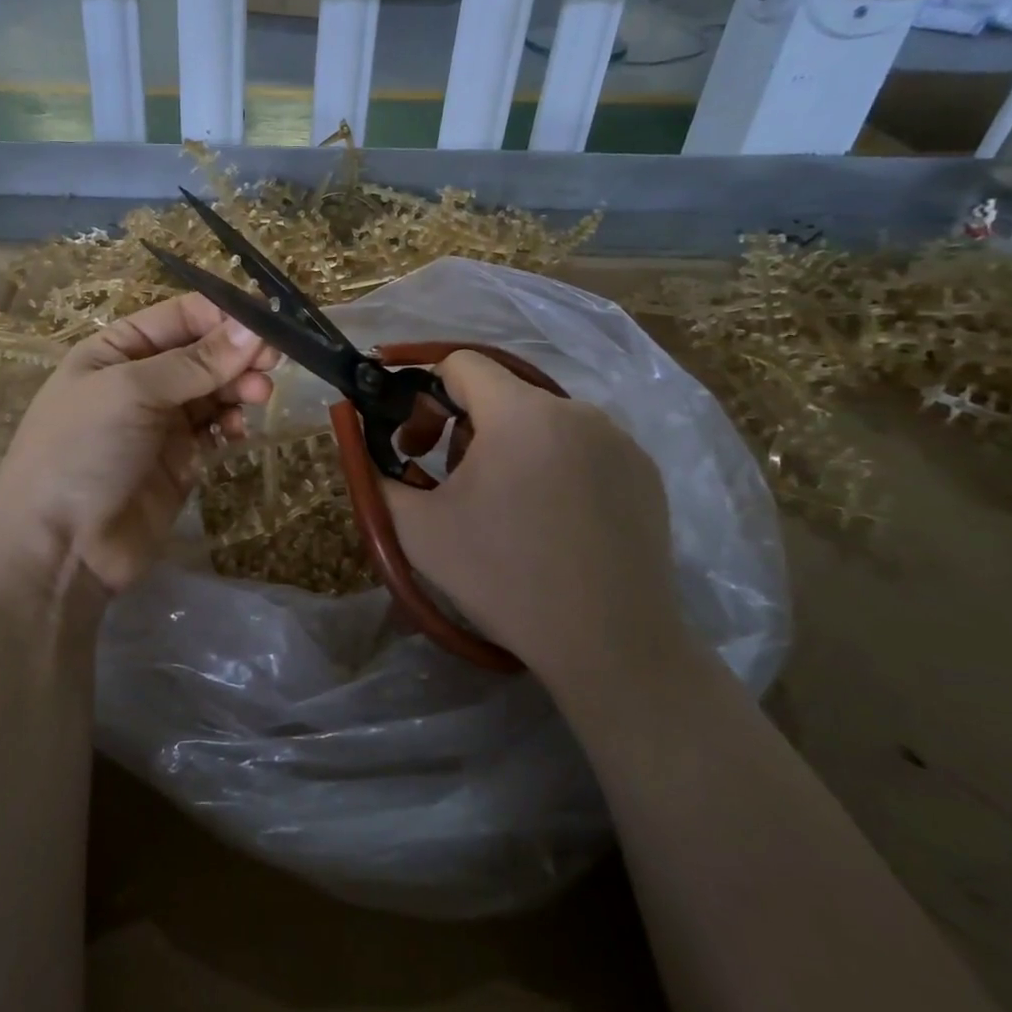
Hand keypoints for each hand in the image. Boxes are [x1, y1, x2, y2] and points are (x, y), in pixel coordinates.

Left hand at [0, 294, 276, 592]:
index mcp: (117, 349)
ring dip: (239, 387)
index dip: (224, 315)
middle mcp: (141, 379)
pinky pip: (215, 428)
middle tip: (272, 363)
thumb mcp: (132, 391)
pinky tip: (237, 430)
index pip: (181, 315)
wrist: (60, 547)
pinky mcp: (181, 460)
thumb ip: (195, 361)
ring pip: (214, 390)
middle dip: (237, 353)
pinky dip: (231, 423)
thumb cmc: (82, 450)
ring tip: (257, 397)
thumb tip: (252, 327)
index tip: (268, 322)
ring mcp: (162, 421)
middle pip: (204, 352)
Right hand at [383, 351, 687, 688]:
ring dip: (507, 446)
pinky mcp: (644, 470)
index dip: (425, 393)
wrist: (611, 647)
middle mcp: (576, 410)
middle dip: (461, 427)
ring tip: (501, 506)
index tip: (414, 441)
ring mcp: (618, 440)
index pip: (461, 364)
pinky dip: (553, 465)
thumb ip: (378, 474)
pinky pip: (581, 446)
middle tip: (447, 481)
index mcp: (521, 414)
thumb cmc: (504, 580)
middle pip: (500, 392)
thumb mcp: (418, 530)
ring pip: (541, 420)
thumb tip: (367, 445)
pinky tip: (551, 520)